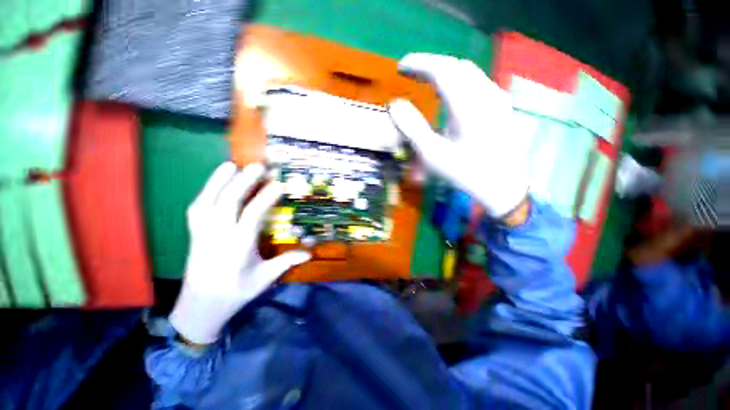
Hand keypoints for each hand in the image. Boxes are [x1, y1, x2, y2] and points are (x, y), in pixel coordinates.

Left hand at [170, 162, 309, 343]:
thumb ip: (286, 262)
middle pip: (228, 202)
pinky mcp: (194, 233)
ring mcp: (202, 232)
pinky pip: (196, 207)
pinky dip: (205, 191)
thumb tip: (309, 253)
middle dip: (242, 181)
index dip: (265, 198)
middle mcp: (218, 235)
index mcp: (238, 247)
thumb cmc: (236, 292)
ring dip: (218, 181)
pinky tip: (213, 182)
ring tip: (230, 164)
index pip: (252, 216)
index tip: (279, 184)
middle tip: (257, 166)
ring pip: (207, 201)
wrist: (200, 307)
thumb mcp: (264, 279)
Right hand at [388, 53, 528, 217]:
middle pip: (455, 66)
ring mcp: (497, 98)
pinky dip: (459, 81)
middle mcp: (485, 94)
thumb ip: (412, 128)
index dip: (419, 63)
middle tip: (411, 73)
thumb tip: (395, 105)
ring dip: (445, 72)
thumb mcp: (433, 155)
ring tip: (427, 81)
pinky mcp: (501, 106)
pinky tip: (452, 93)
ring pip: (468, 72)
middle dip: (430, 65)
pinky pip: (478, 82)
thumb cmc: (466, 173)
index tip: (401, 67)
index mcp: (467, 105)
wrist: (503, 186)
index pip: (441, 69)